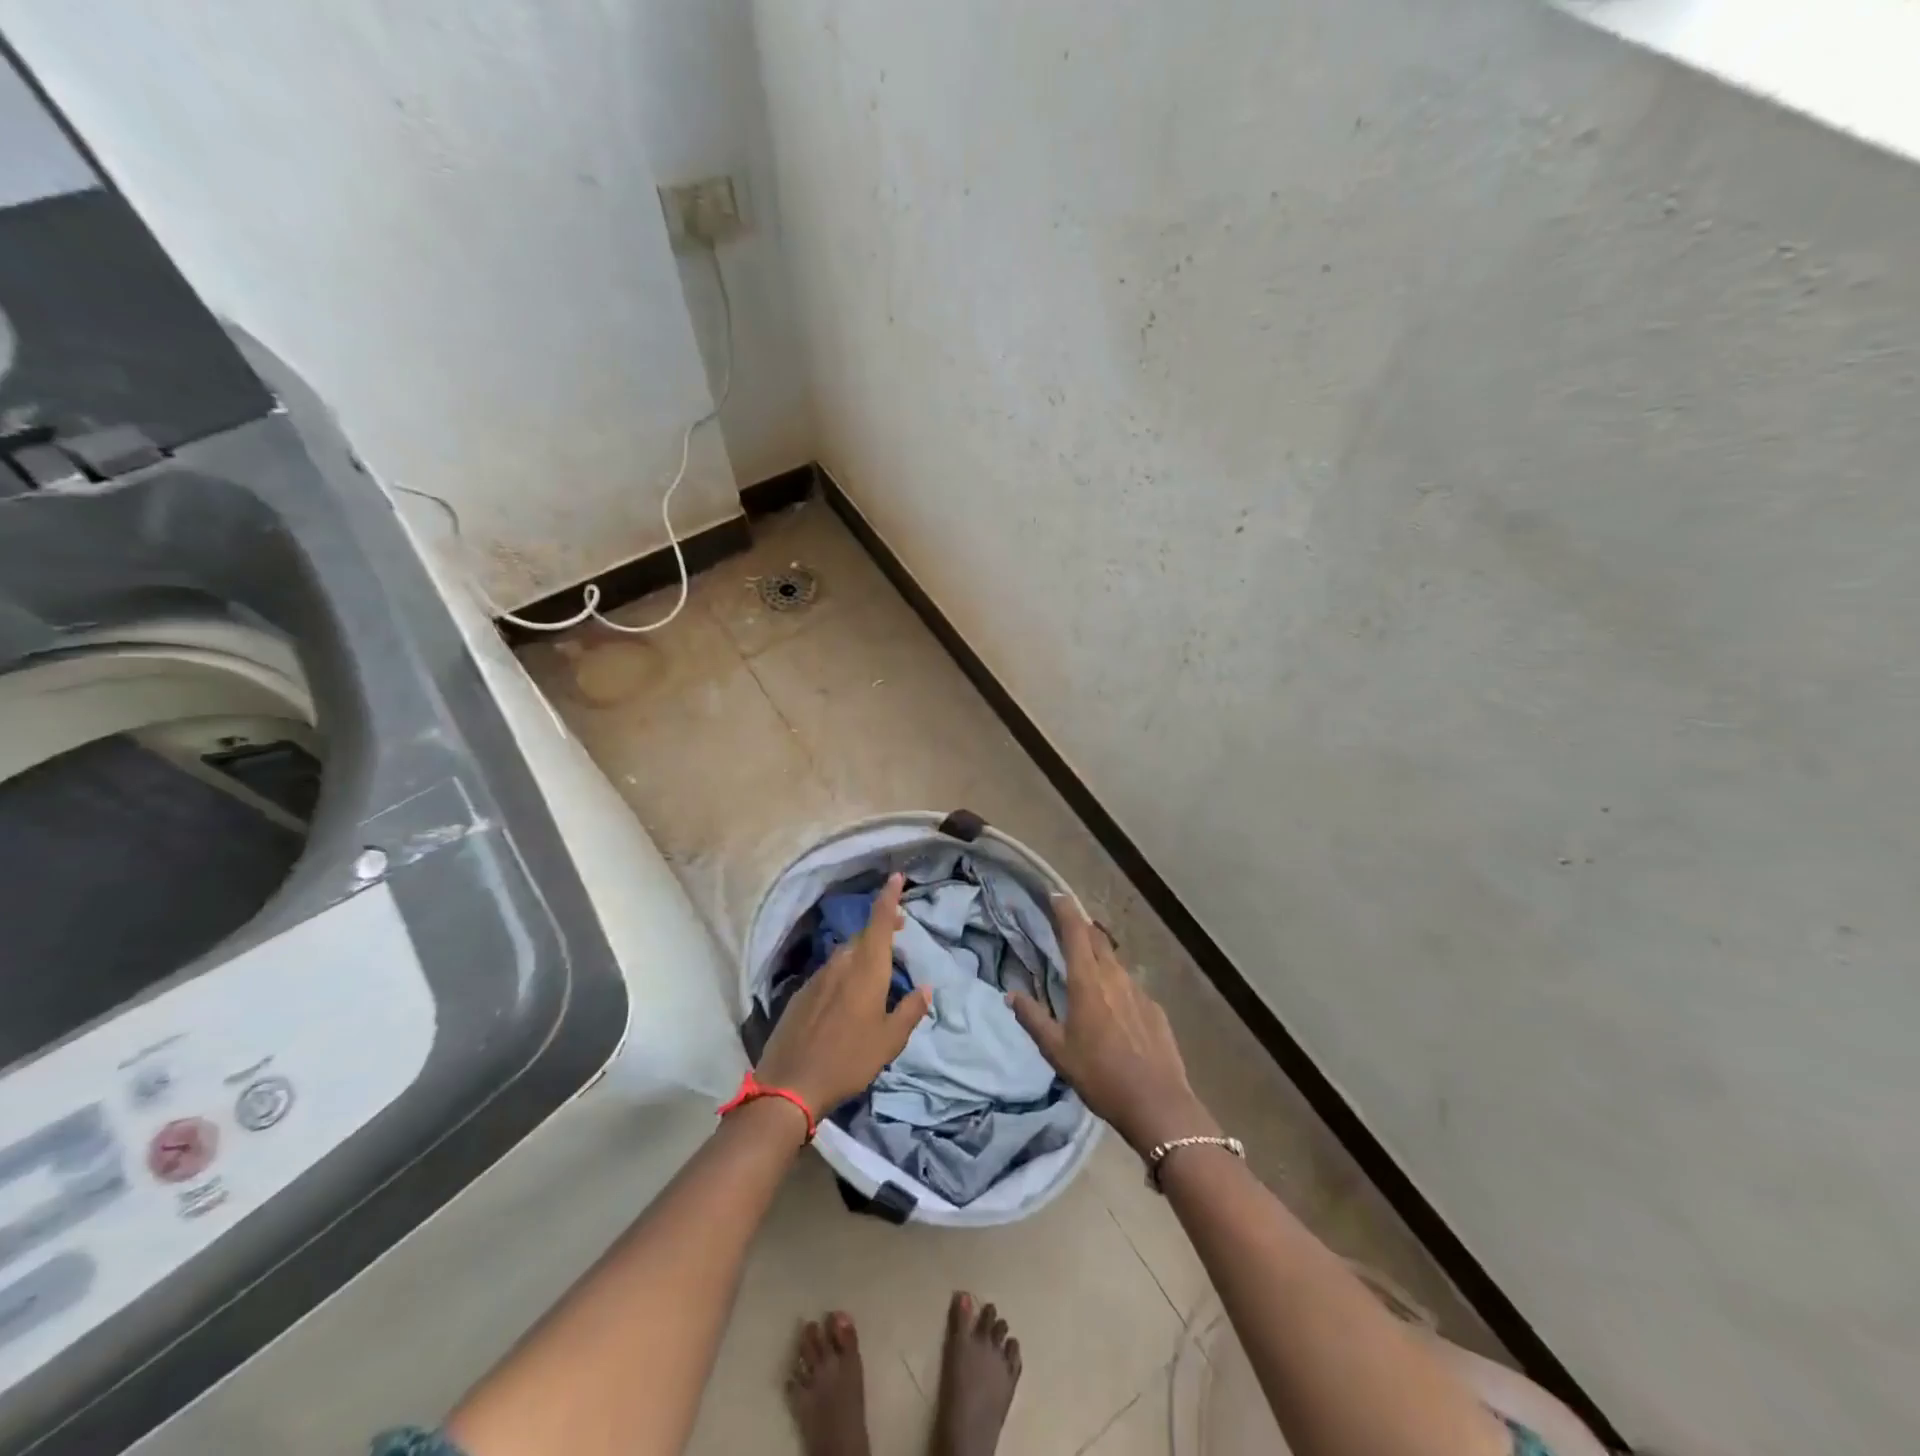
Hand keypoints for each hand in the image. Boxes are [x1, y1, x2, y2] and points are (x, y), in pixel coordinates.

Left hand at [755, 873, 931, 1117]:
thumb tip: (925, 989)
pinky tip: (847, 995)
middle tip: (899, 931)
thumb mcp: (889, 1041)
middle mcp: (841, 964)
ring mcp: (818, 977)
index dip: (889, 897)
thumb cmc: (849, 1060)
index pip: (879, 921)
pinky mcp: (801, 993)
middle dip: (881, 927)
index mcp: (866, 969)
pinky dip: (844, 971)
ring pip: (845, 953)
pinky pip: (830, 971)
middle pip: (863, 935)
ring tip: (877, 966)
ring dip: (863, 951)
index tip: (896, 877)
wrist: (790, 1084)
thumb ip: (910, 1011)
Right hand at [1007, 897, 1217, 1155]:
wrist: (1157, 1103)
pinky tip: (1114, 1011)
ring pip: (1115, 963)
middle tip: (1067, 928)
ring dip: (1100, 958)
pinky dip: (1117, 987)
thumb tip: (1012, 995)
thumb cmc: (1100, 1075)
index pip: (1075, 932)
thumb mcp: (1057, 1051)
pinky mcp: (1155, 1009)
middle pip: (1098, 940)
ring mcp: (1139, 992)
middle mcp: (1115, 977)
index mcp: (1088, 982)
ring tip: (1088, 970)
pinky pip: (1130, 988)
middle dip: (1082, 928)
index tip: (1056, 895)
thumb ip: (1033, 1019)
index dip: (1065, 910)